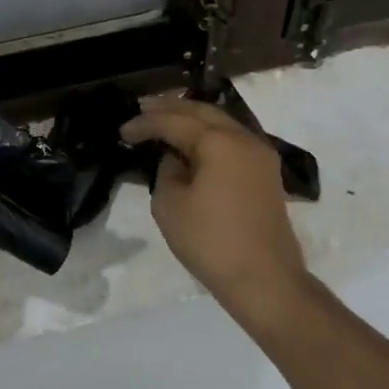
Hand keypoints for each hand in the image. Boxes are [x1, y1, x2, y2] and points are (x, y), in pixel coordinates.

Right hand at [120, 97, 303, 310]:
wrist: (265, 280)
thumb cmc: (211, 242)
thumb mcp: (170, 205)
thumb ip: (167, 171)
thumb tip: (175, 160)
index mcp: (219, 142)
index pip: (173, 122)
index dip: (145, 123)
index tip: (122, 132)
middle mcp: (243, 138)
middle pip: (202, 111)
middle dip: (170, 108)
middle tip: (143, 109)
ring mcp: (260, 154)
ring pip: (220, 122)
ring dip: (191, 118)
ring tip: (164, 120)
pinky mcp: (266, 172)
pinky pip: (232, 139)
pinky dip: (209, 134)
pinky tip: (192, 142)